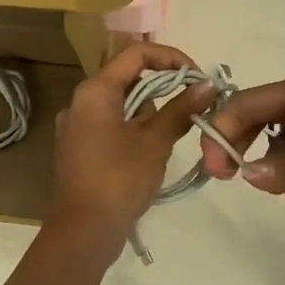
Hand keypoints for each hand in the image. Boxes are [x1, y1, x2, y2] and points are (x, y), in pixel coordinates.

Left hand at [48, 43, 216, 253]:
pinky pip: (112, 125)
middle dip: (164, 90)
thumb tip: (207, 85)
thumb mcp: (155, 143)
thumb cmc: (119, 180)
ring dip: (151, 113)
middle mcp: (81, 101)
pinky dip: (135, 129)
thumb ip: (181, 109)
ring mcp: (77, 126)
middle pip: (129, 78)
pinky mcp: (80, 148)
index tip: (198, 78)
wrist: (83, 231)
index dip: (171, 58)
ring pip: (122, 104)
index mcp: (95, 91)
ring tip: (170, 138)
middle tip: (192, 109)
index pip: (136, 53)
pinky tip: (152, 152)